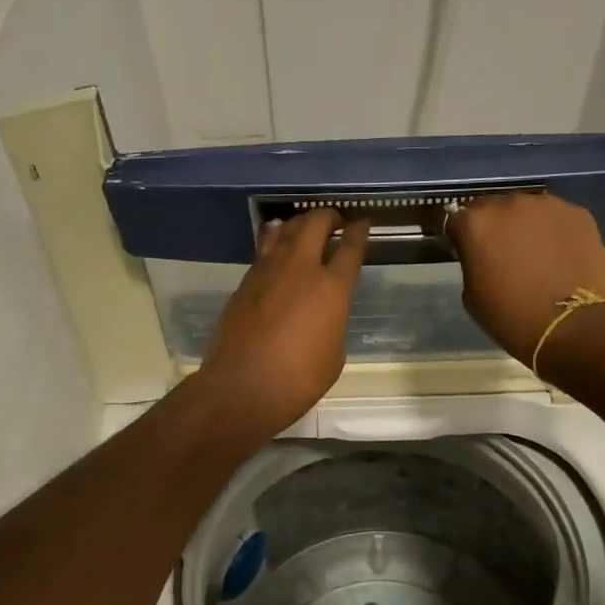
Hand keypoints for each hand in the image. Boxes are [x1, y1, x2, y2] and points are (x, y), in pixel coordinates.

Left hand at [193, 209, 369, 442]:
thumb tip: (322, 313)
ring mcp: (268, 272)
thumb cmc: (298, 380)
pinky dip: (275, 241)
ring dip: (299, 224)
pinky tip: (277, 244)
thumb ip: (332, 323)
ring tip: (306, 228)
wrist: (242, 387)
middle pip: (316, 224)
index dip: (359, 231)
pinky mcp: (244, 282)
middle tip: (335, 222)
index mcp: (332, 289)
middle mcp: (300, 269)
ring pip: (285, 230)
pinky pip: (264, 250)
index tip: (362, 223)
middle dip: (329, 217)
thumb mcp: (333, 355)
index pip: (351, 247)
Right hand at [445, 193, 604, 364]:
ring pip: (527, 210)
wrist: (572, 328)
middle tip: (501, 253)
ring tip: (534, 254)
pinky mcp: (578, 214)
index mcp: (477, 223)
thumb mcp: (472, 295)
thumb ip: (472, 262)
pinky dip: (552, 231)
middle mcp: (509, 204)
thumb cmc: (512, 318)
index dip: (461, 236)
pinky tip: (558, 255)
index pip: (457, 218)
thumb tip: (481, 254)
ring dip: (524, 226)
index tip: (467, 252)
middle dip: (493, 227)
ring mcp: (547, 205)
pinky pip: (556, 218)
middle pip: (493, 208)